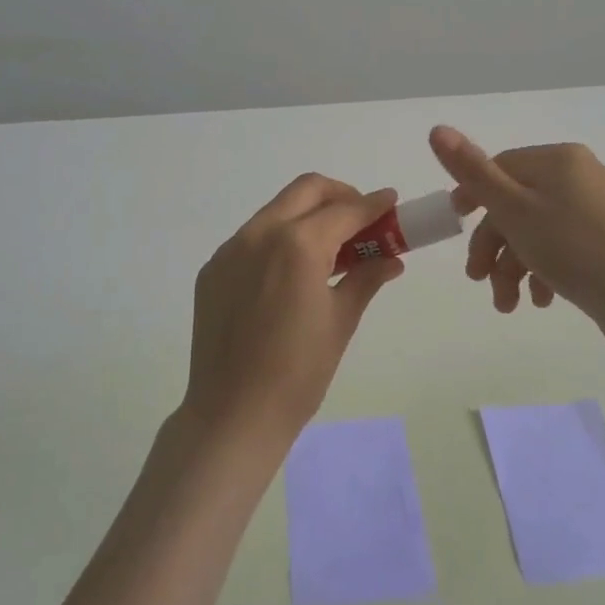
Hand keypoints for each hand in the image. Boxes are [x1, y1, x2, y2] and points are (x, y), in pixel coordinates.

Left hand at [183, 173, 404, 445]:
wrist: (232, 414)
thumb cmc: (298, 373)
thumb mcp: (340, 321)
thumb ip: (366, 278)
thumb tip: (391, 259)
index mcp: (298, 245)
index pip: (345, 210)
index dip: (373, 205)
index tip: (391, 202)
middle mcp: (260, 234)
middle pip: (307, 190)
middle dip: (339, 196)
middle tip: (361, 220)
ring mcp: (231, 250)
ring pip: (277, 210)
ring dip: (308, 215)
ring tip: (330, 248)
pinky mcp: (213, 269)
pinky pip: (252, 238)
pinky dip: (279, 238)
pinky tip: (291, 273)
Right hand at [428, 126, 604, 330]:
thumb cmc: (571, 248)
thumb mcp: (512, 209)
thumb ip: (472, 171)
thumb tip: (436, 128)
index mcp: (558, 159)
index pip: (501, 166)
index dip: (473, 196)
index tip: (455, 224)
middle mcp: (581, 174)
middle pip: (518, 203)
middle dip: (493, 246)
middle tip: (478, 279)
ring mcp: (599, 207)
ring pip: (538, 229)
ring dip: (515, 266)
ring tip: (509, 305)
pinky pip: (564, 244)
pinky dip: (544, 270)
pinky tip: (540, 300)